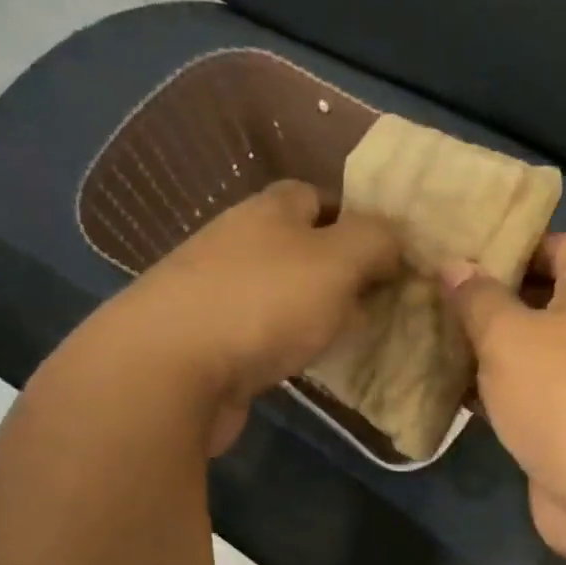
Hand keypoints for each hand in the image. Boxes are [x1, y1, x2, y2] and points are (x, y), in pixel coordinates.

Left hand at [60, 180, 399, 453]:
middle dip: (337, 268)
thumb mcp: (338, 261)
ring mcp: (215, 290)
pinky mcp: (204, 337)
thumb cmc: (264, 303)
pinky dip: (285, 340)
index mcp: (268, 210)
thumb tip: (394, 242)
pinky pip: (260, 329)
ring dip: (312, 307)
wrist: (170, 368)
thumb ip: (375, 242)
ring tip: (346, 334)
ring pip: (279, 289)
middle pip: (297, 244)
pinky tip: (302, 361)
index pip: (315, 196)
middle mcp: (237, 240)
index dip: (354, 218)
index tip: (387, 253)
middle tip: (376, 299)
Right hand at [440, 233, 565, 563]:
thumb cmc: (564, 395)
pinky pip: (525, 392)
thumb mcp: (510, 335)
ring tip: (425, 331)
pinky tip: (445, 384)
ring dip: (483, 346)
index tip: (458, 248)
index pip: (558, 243)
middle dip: (487, 296)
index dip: (511, 242)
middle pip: (540, 297)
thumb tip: (455, 265)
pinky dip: (491, 388)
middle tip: (429, 290)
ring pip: (527, 349)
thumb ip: (478, 297)